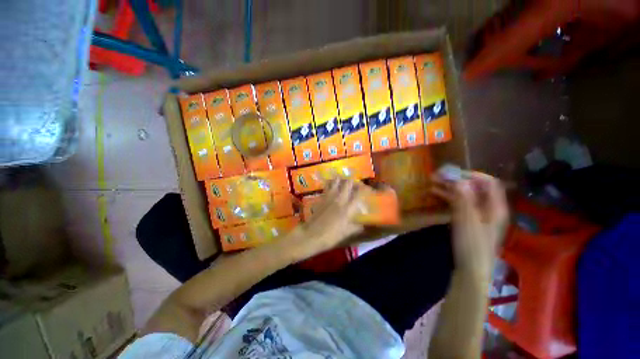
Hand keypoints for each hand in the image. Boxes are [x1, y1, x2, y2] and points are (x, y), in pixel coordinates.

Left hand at [287, 179, 364, 259]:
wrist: (311, 234)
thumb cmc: (330, 236)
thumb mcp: (345, 233)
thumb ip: (355, 228)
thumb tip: (363, 226)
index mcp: (347, 209)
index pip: (358, 194)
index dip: (363, 189)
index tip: (366, 189)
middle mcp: (339, 199)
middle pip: (347, 184)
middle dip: (353, 181)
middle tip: (355, 184)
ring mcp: (329, 197)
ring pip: (336, 182)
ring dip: (341, 180)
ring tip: (344, 181)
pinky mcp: (321, 198)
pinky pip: (327, 186)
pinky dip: (330, 183)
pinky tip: (332, 184)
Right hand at [432, 171, 508, 278]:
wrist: (471, 270)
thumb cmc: (472, 244)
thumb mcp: (467, 219)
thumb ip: (463, 198)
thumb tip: (458, 178)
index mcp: (495, 207)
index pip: (488, 182)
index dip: (471, 174)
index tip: (452, 173)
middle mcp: (489, 209)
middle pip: (475, 188)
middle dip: (456, 180)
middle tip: (437, 177)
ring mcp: (479, 215)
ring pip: (465, 196)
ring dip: (450, 188)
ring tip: (432, 184)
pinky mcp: (469, 222)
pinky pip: (460, 204)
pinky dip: (448, 198)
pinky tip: (435, 195)